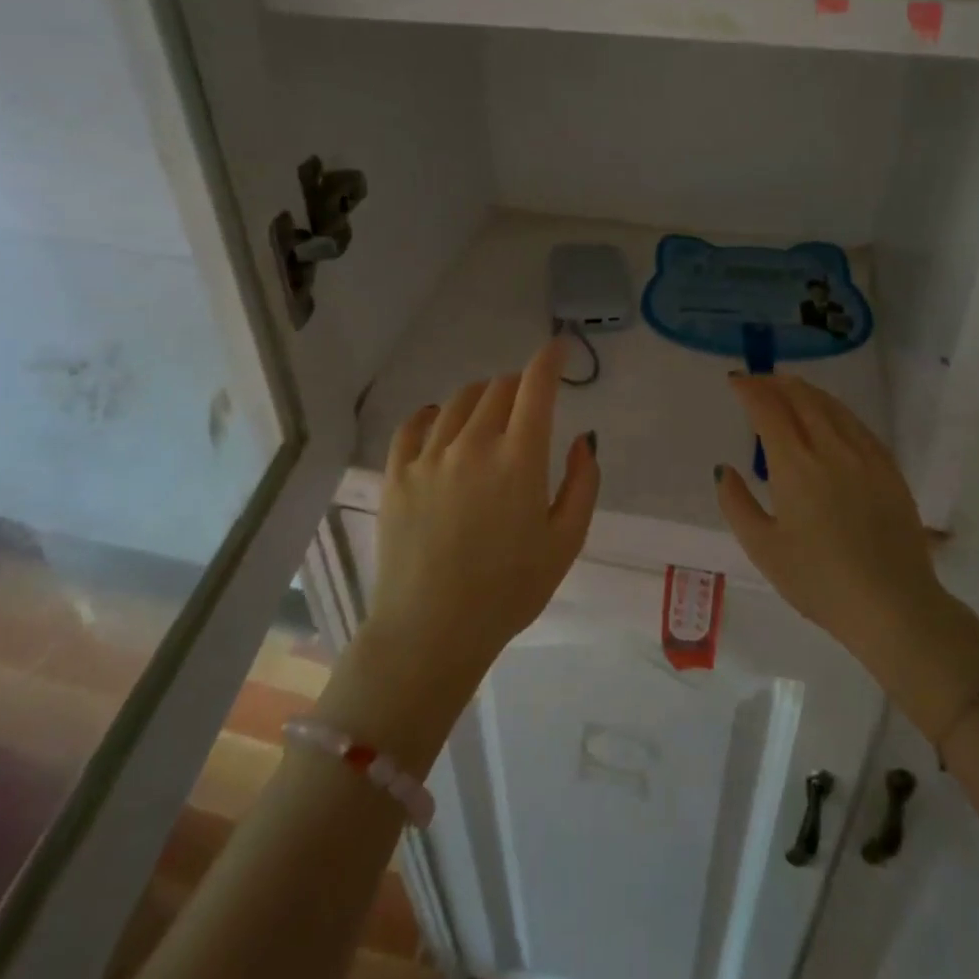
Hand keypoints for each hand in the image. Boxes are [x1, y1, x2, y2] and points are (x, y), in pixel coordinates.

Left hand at [366, 338, 600, 688]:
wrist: (432, 631)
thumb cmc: (509, 591)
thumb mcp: (566, 542)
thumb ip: (582, 484)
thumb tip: (582, 439)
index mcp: (519, 458)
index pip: (536, 387)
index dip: (549, 358)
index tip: (557, 347)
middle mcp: (473, 444)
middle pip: (497, 388)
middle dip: (518, 385)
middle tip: (526, 404)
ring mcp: (430, 456)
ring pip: (458, 400)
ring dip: (481, 397)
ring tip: (488, 415)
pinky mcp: (397, 473)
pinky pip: (414, 424)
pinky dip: (433, 413)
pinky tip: (440, 421)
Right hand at [715, 375, 956, 677]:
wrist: (894, 606)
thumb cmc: (819, 582)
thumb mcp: (763, 549)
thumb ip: (737, 504)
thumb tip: (725, 470)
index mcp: (795, 466)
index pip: (768, 410)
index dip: (750, 389)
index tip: (735, 381)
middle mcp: (831, 449)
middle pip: (801, 398)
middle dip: (775, 383)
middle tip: (757, 381)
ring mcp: (865, 456)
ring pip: (832, 406)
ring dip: (805, 391)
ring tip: (788, 389)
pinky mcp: (889, 469)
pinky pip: (857, 424)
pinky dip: (834, 410)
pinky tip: (829, 417)